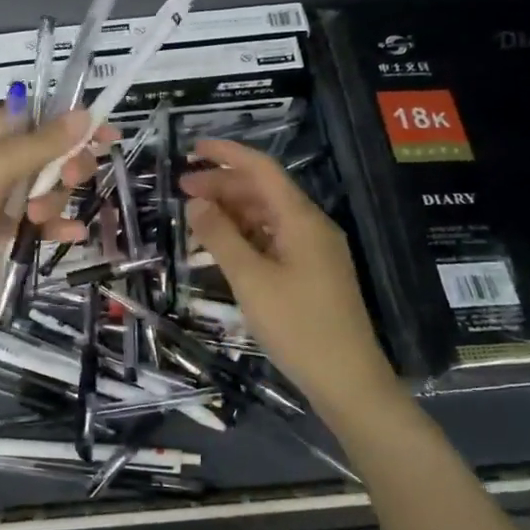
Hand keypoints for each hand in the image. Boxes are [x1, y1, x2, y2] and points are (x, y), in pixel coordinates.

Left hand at [0, 102, 108, 306]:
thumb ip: (42, 144)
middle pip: (51, 156)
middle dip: (68, 168)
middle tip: (71, 179)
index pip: (45, 119)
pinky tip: (72, 237)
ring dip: (55, 201)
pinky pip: (35, 222)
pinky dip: (54, 228)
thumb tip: (85, 113)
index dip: (77, 126)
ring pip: (46, 190)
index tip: (110, 136)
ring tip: (41, 218)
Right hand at [179, 138, 395, 412]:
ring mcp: (315, 251)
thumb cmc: (297, 326)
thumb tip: (196, 203)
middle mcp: (311, 226)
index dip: (226, 154)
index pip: (261, 169)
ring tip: (195, 221)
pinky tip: (222, 249)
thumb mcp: (251, 280)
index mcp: (301, 219)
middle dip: (223, 185)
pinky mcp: (312, 273)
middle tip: (182, 191)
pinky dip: (245, 237)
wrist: (347, 380)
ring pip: (268, 217)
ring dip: (232, 213)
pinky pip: (274, 240)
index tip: (191, 150)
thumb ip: (220, 237)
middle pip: (263, 191)